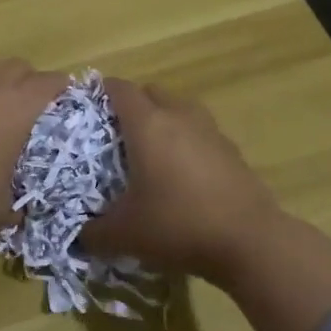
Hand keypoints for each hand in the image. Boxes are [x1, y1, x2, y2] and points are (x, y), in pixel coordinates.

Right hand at [79, 79, 281, 281]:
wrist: (249, 241)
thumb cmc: (178, 225)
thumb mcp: (125, 235)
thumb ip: (94, 233)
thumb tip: (81, 236)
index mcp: (148, 124)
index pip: (120, 89)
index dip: (101, 92)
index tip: (87, 106)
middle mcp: (179, 117)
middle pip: (152, 92)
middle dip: (133, 104)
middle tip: (116, 132)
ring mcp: (210, 132)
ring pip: (180, 109)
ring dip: (163, 120)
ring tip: (150, 151)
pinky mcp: (232, 151)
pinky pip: (201, 133)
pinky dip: (187, 142)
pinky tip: (182, 174)